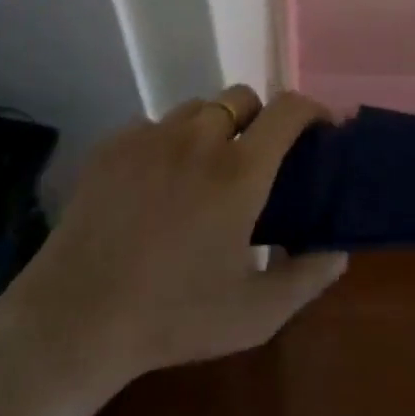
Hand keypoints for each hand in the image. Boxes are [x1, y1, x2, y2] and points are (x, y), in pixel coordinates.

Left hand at [4, 87, 347, 401]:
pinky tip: (156, 186)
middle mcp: (198, 139)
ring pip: (196, 109)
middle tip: (256, 159)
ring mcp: (150, 137)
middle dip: (259, 118)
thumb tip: (338, 248)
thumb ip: (308, 276)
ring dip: (213, 128)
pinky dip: (168, 143)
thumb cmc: (173, 317)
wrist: (76, 318)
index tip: (320, 130)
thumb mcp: (255, 314)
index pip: (288, 110)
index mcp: (239, 172)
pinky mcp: (112, 145)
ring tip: (203, 171)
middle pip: (241, 97)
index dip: (312, 110)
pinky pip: (153, 126)